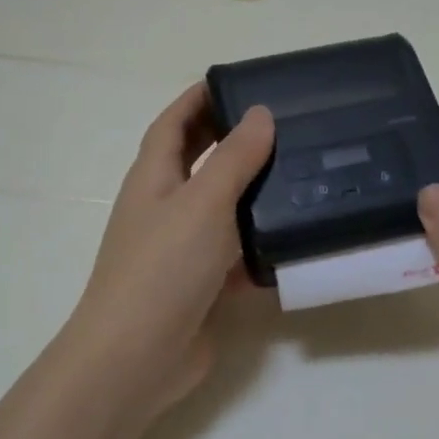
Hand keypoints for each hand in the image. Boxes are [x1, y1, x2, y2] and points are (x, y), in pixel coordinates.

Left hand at [62, 85, 273, 417]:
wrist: (137, 356)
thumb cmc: (163, 267)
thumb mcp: (203, 202)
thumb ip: (235, 158)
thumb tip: (259, 113)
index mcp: (153, 178)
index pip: (173, 123)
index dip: (198, 98)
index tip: (237, 81)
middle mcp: (164, 207)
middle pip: (198, 161)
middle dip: (230, 139)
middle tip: (281, 123)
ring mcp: (182, 249)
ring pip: (221, 208)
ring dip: (252, 191)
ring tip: (301, 173)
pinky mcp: (202, 285)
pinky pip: (235, 254)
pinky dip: (259, 244)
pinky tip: (295, 238)